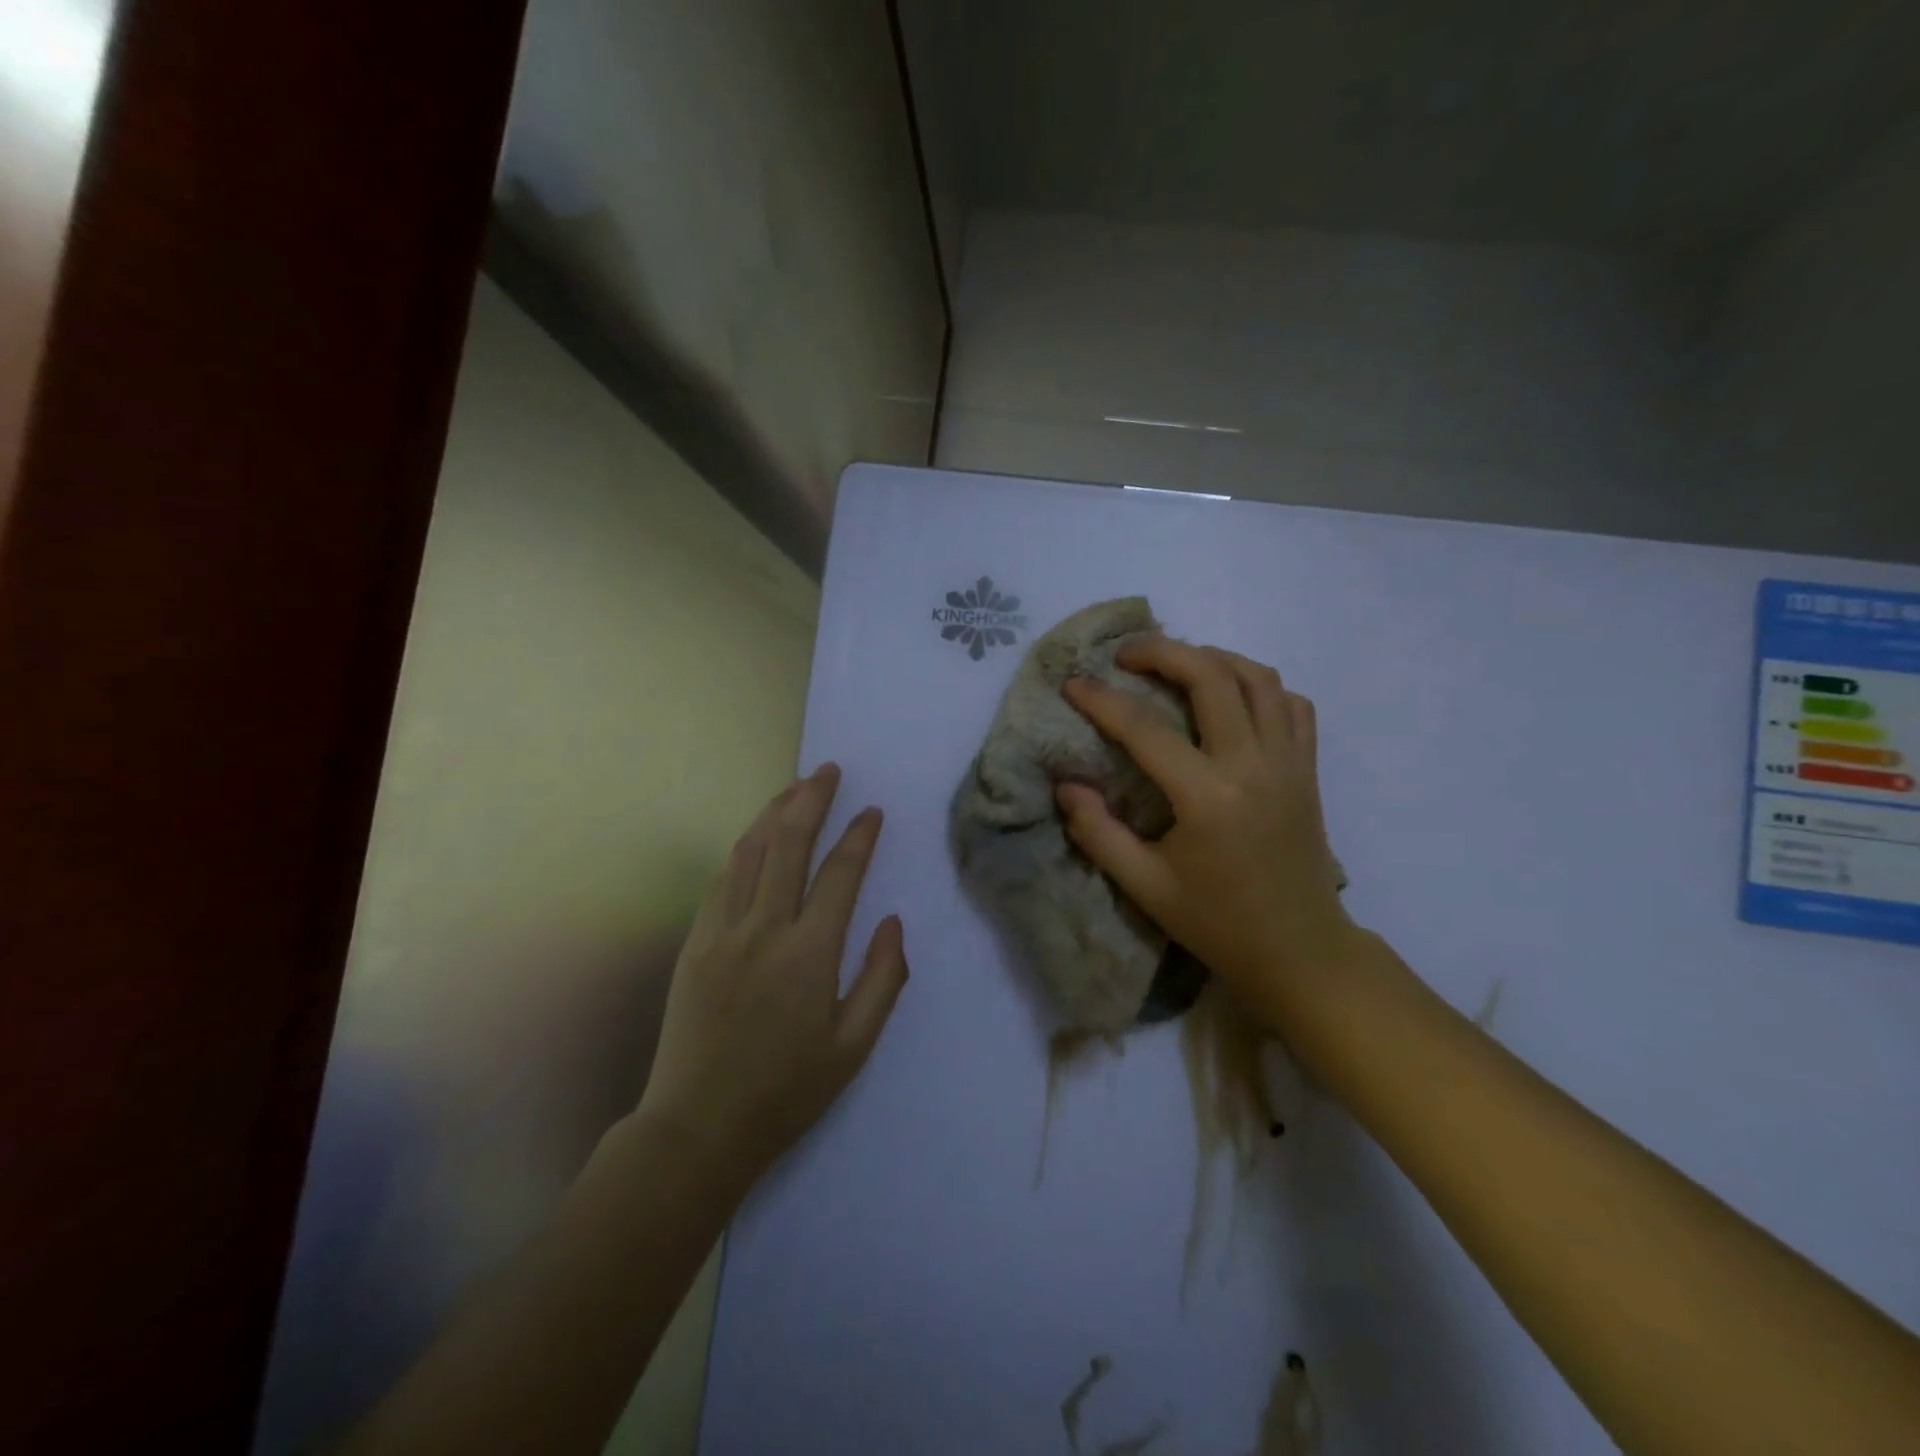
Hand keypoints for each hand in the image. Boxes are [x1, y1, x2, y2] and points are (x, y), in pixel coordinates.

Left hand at [636, 764, 908, 1177]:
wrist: (698, 1128)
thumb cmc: (787, 1091)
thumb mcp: (854, 1046)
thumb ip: (882, 978)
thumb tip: (891, 921)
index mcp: (810, 953)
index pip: (840, 873)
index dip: (859, 836)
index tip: (871, 811)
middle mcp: (765, 929)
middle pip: (789, 844)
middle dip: (812, 800)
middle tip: (828, 770)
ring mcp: (722, 932)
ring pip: (750, 852)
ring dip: (774, 813)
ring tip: (794, 787)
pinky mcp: (694, 942)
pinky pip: (721, 880)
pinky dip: (743, 849)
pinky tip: (755, 836)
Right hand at [1056, 636, 1354, 1027]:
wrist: (1300, 951)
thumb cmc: (1218, 923)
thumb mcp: (1145, 887)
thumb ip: (1099, 833)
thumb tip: (1067, 786)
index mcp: (1208, 798)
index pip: (1145, 729)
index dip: (1102, 700)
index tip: (1072, 683)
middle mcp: (1253, 765)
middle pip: (1211, 676)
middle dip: (1163, 652)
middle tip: (1126, 654)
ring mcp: (1289, 763)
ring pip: (1259, 678)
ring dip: (1213, 658)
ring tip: (1176, 663)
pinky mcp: (1308, 770)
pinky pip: (1292, 705)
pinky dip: (1260, 687)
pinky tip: (1231, 697)